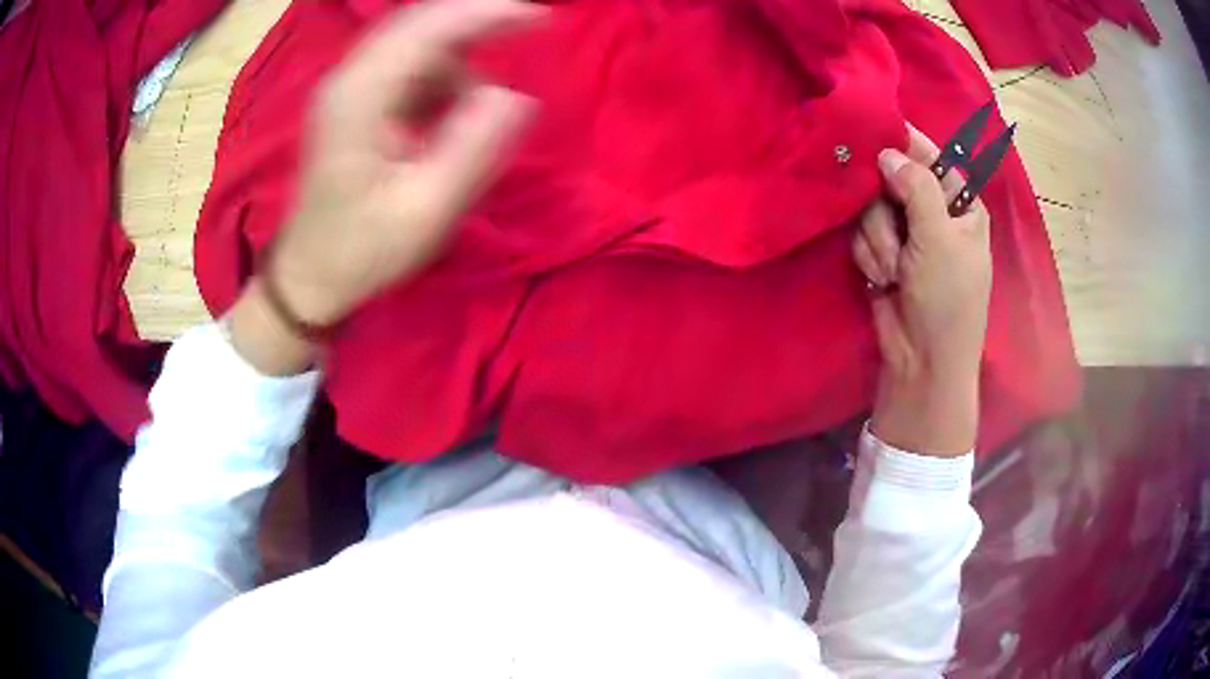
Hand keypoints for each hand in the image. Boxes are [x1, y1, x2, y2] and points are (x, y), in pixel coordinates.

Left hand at [229, 0, 542, 374]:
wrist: (309, 277)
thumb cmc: (363, 251)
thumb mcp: (427, 210)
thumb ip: (473, 148)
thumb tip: (514, 97)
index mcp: (359, 98)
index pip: (427, 30)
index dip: (487, 14)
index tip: (542, 18)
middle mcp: (348, 79)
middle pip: (420, 24)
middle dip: (478, 23)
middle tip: (531, 31)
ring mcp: (347, 88)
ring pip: (416, 45)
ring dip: (458, 64)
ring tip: (470, 119)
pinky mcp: (353, 102)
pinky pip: (407, 68)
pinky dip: (440, 79)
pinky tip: (447, 115)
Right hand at [853, 125, 992, 455]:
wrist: (922, 361)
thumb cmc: (947, 300)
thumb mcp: (940, 239)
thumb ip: (917, 187)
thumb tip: (887, 152)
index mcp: (960, 203)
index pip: (931, 156)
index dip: (904, 145)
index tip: (874, 137)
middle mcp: (933, 211)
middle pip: (892, 178)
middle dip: (887, 209)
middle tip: (896, 235)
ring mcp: (906, 233)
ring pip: (872, 207)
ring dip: (878, 240)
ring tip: (892, 271)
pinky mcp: (882, 251)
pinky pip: (862, 233)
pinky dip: (869, 256)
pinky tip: (881, 279)